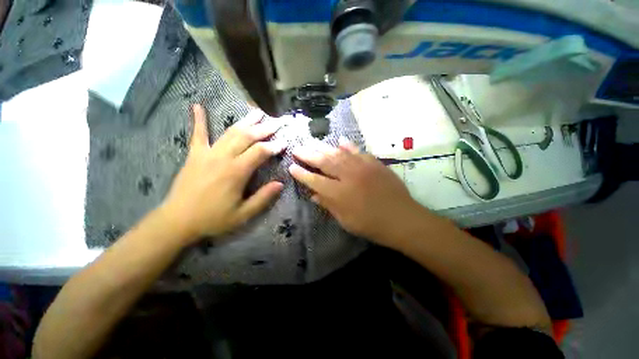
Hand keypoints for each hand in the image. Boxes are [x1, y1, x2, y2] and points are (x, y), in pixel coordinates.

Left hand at [161, 104, 284, 243]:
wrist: (178, 221)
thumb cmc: (213, 218)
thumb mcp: (243, 214)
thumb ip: (263, 198)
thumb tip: (280, 184)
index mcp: (236, 172)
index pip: (260, 152)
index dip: (274, 146)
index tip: (284, 141)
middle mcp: (223, 158)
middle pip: (247, 137)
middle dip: (264, 129)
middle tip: (276, 122)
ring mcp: (207, 154)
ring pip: (230, 132)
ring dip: (245, 121)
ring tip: (256, 112)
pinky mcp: (194, 155)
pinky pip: (198, 134)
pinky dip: (199, 120)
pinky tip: (197, 106)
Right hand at [289, 139, 427, 247]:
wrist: (402, 218)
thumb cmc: (371, 225)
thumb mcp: (346, 221)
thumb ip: (329, 205)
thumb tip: (313, 195)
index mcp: (339, 194)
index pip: (315, 180)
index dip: (302, 174)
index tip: (291, 167)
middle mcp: (348, 176)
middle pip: (324, 162)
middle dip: (308, 155)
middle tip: (297, 149)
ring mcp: (362, 167)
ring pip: (338, 153)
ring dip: (323, 148)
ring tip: (312, 143)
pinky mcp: (374, 163)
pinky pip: (358, 151)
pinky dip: (347, 145)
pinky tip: (339, 140)